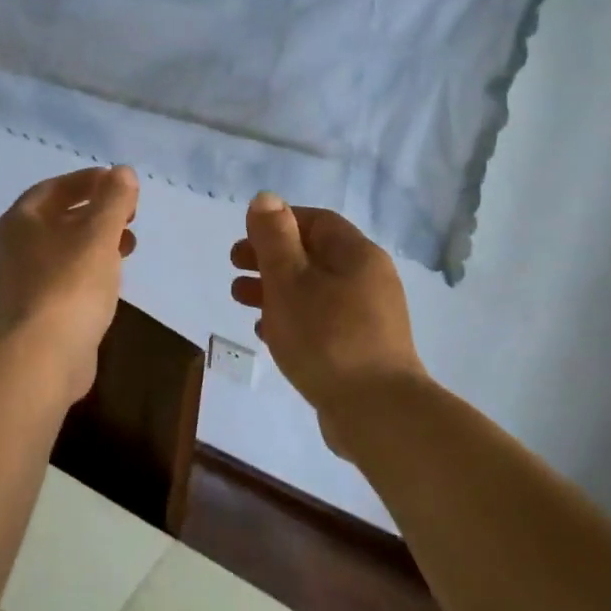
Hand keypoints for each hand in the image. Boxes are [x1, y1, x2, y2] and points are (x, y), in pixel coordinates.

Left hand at [0, 165, 138, 402]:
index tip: (120, 183)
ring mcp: (17, 283)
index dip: (88, 181)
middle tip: (129, 216)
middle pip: (56, 219)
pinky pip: (61, 279)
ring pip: (61, 251)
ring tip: (128, 248)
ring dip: (95, 243)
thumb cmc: (70, 284)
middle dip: (95, 213)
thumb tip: (123, 172)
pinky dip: (86, 270)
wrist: (42, 356)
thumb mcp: (99, 234)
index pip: (53, 188)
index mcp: (18, 222)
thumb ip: (113, 199)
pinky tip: (109, 280)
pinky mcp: (31, 312)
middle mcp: (10, 248)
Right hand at [230, 193, 424, 443]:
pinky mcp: (363, 350)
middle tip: (234, 268)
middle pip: (314, 256)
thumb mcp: (290, 280)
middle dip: (271, 258)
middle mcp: (369, 280)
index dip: (279, 223)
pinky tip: (267, 333)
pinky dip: (293, 319)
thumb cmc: (326, 337)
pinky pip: (323, 323)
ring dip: (276, 290)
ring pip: (315, 291)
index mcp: (357, 255)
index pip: (317, 222)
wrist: (376, 411)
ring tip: (240, 300)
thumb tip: (266, 199)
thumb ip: (274, 238)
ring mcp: (369, 318)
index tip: (245, 238)